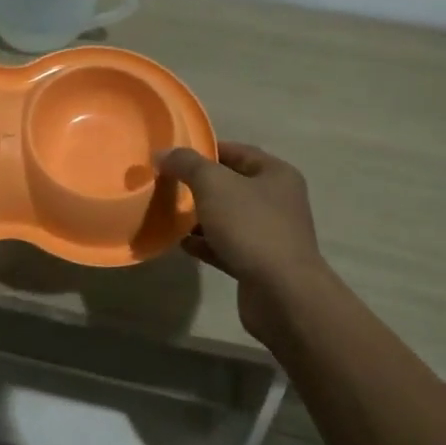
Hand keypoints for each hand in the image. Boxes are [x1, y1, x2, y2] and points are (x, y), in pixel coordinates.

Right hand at [157, 142, 335, 343]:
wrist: (281, 294)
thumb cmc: (251, 227)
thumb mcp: (213, 184)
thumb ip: (186, 164)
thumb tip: (164, 154)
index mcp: (276, 175)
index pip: (237, 152)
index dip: (205, 150)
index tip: (174, 156)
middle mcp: (278, 201)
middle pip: (232, 185)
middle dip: (199, 185)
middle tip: (167, 184)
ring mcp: (270, 235)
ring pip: (228, 217)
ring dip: (200, 216)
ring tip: (169, 213)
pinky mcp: (259, 264)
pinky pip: (226, 246)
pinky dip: (205, 243)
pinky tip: (182, 243)